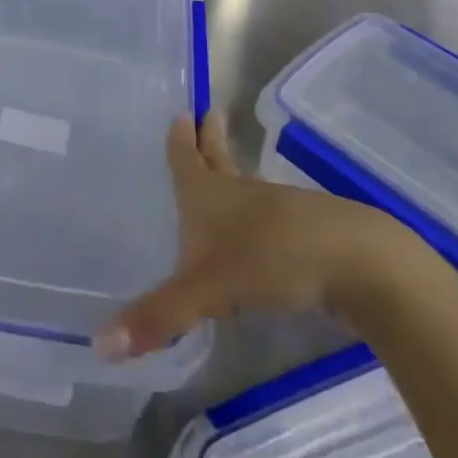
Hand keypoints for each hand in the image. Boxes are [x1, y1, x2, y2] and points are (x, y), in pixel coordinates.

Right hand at [94, 111, 409, 360]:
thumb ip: (158, 317)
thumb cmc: (269, 258)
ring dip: (232, 176)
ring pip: (245, 187)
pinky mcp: (305, 235)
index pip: (186, 158)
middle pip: (219, 160)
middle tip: (205, 115)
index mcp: (208, 194)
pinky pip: (269, 219)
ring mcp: (276, 211)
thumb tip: (100, 344)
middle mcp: (239, 194)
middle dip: (209, 141)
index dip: (180, 139)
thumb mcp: (206, 290)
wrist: (356, 262)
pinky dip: (256, 217)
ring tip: (222, 174)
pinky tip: (256, 234)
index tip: (181, 112)